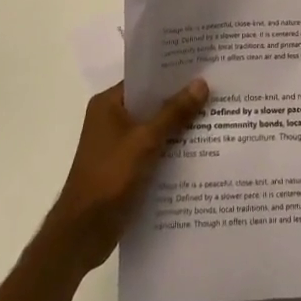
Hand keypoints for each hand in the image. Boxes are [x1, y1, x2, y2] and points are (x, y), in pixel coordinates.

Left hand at [40, 78, 209, 275]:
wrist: (83, 233)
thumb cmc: (109, 178)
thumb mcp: (145, 141)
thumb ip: (174, 113)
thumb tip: (201, 83)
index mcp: (108, 104)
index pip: (144, 79)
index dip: (172, 74)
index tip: (203, 67)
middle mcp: (111, 119)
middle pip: (151, 103)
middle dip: (181, 100)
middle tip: (217, 91)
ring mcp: (117, 145)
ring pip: (154, 128)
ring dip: (179, 127)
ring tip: (216, 118)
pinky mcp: (125, 167)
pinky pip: (153, 149)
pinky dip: (171, 149)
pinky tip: (199, 151)